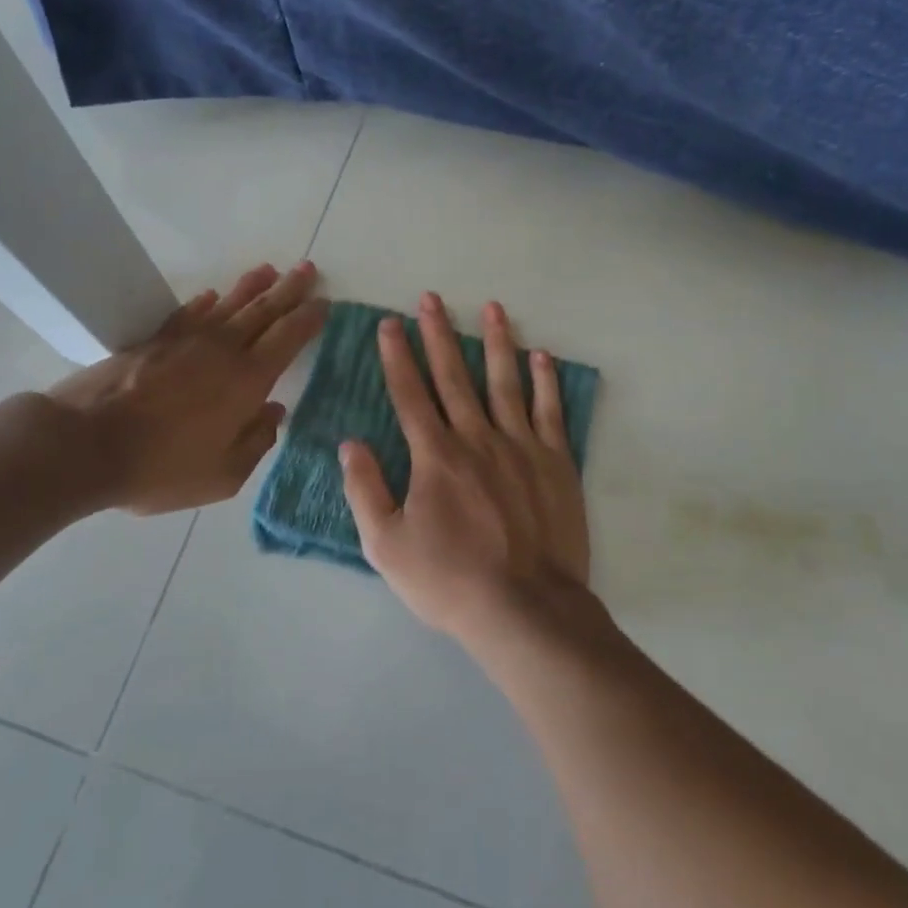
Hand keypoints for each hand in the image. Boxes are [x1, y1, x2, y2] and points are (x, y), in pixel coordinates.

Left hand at [45, 261, 326, 514]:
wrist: (86, 445)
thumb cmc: (161, 468)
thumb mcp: (223, 475)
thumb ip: (257, 442)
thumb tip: (274, 412)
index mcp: (247, 381)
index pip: (287, 338)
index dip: (308, 318)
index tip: (324, 302)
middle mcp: (222, 351)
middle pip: (262, 311)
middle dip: (288, 290)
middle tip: (307, 270)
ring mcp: (185, 342)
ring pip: (227, 305)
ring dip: (251, 286)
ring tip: (269, 270)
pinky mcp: (152, 342)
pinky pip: (188, 313)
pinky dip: (204, 302)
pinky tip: (211, 295)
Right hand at [339, 292, 592, 649]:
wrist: (526, 610)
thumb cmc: (450, 581)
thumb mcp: (387, 546)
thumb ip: (366, 490)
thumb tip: (351, 443)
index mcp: (435, 456)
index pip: (410, 394)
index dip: (396, 357)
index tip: (389, 324)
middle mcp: (477, 438)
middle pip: (454, 376)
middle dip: (438, 335)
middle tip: (430, 298)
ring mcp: (522, 447)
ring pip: (506, 382)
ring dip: (496, 342)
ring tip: (491, 308)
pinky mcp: (557, 463)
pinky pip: (551, 411)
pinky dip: (546, 382)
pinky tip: (541, 356)